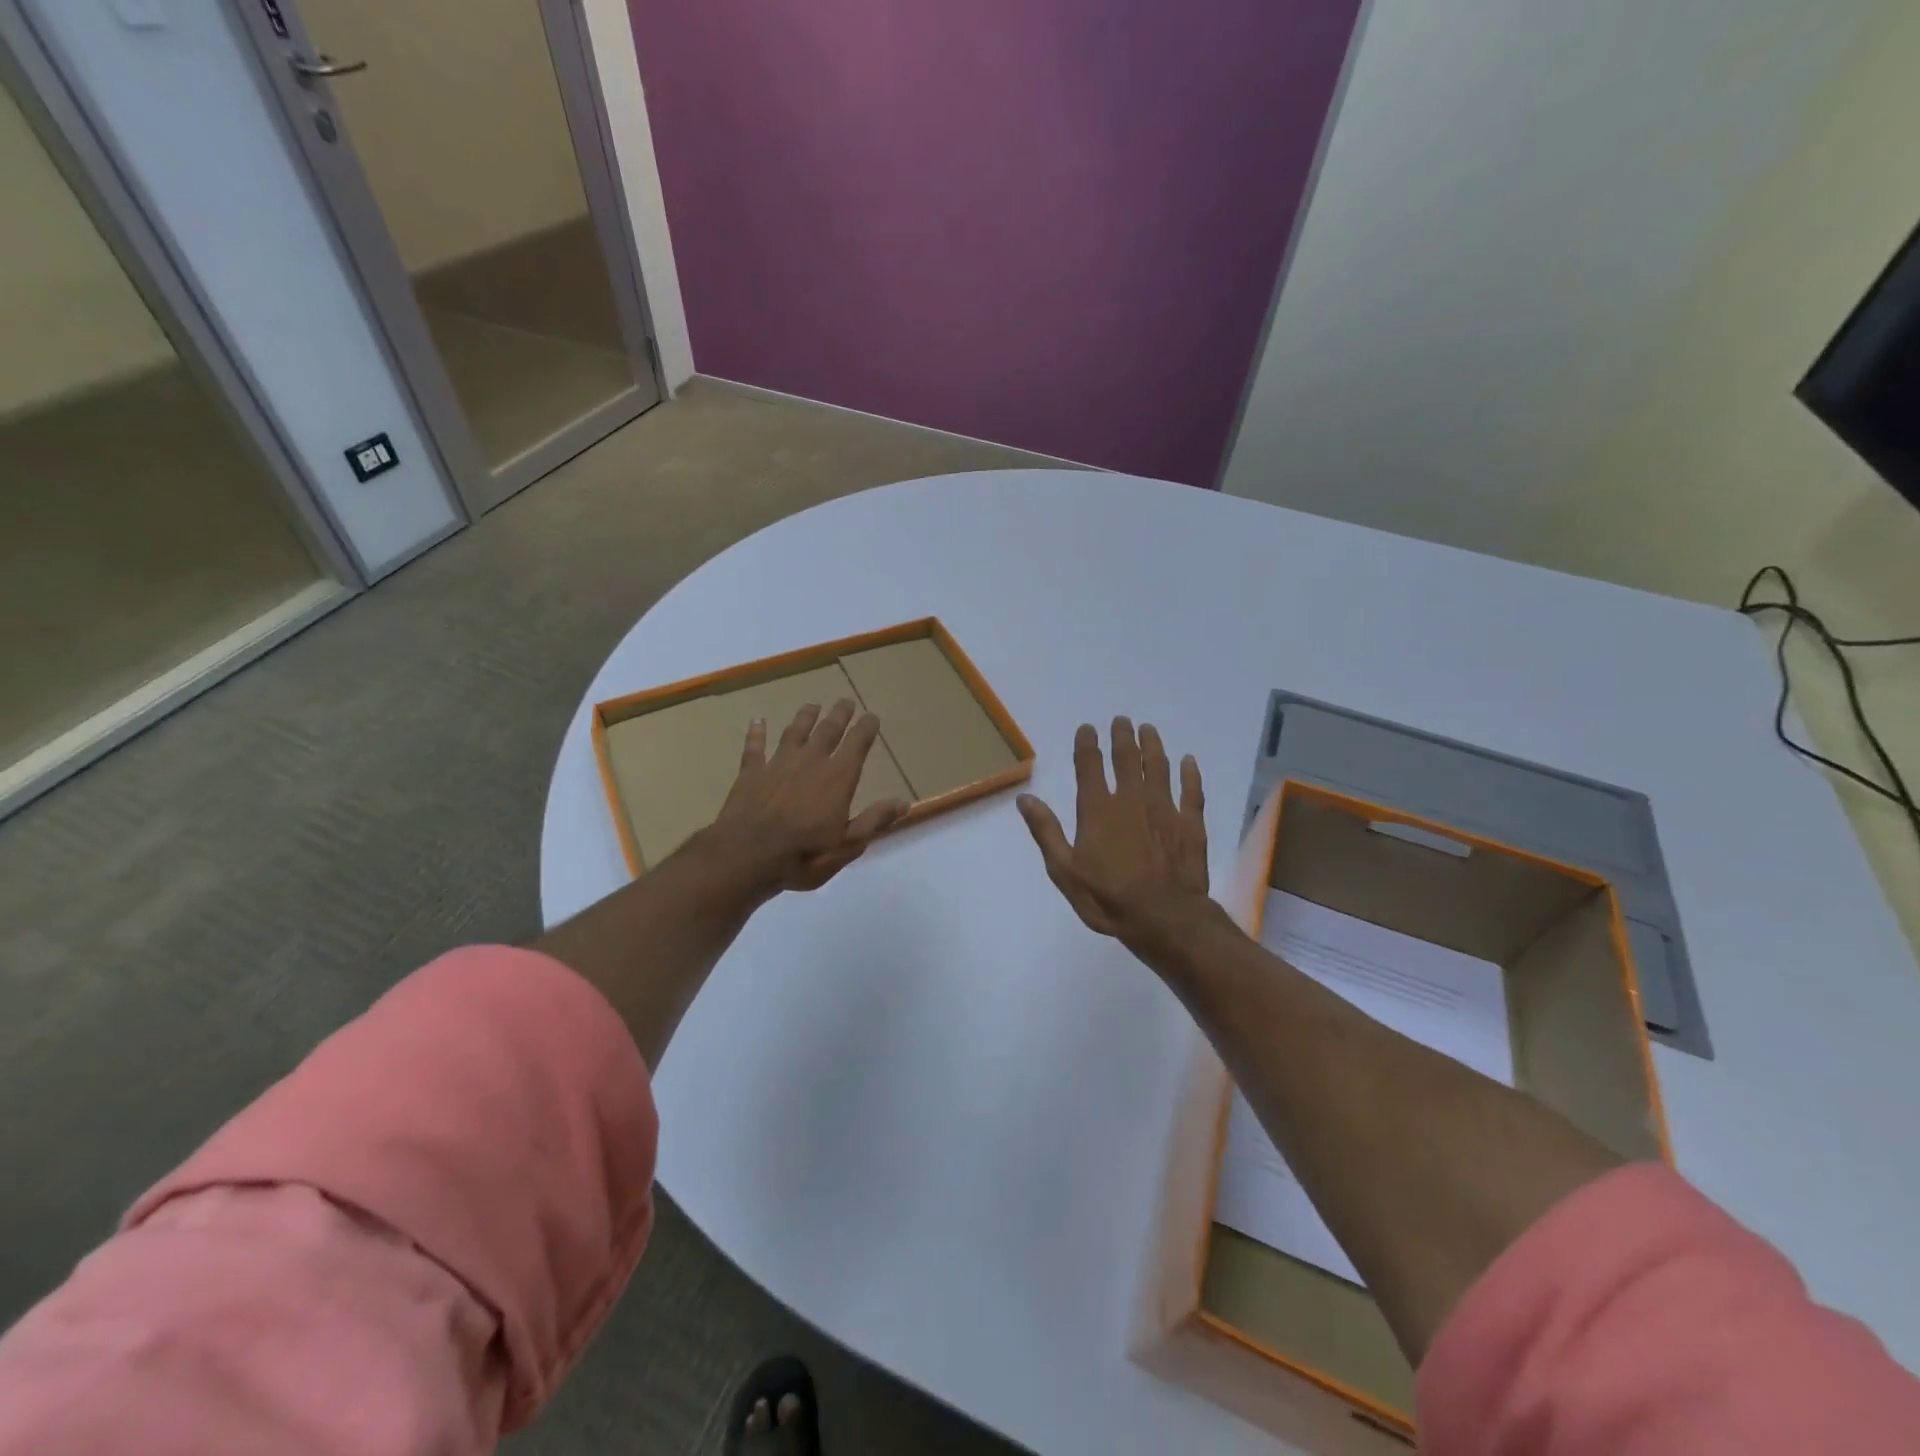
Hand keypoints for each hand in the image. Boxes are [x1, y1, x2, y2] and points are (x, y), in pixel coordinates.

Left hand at [702, 699, 910, 894]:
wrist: (746, 856)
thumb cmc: (804, 855)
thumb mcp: (848, 845)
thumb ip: (875, 821)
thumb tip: (904, 803)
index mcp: (838, 778)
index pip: (857, 744)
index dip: (866, 728)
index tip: (872, 716)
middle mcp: (810, 762)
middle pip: (828, 731)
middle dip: (839, 715)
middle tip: (846, 701)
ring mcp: (778, 764)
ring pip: (794, 732)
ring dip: (805, 717)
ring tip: (812, 705)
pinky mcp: (751, 772)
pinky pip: (755, 747)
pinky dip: (757, 732)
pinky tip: (758, 720)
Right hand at [1017, 718, 1212, 959]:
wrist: (1164, 918)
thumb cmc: (1107, 898)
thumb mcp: (1065, 871)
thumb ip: (1046, 831)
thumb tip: (1025, 798)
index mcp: (1098, 810)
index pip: (1090, 766)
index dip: (1087, 744)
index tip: (1088, 728)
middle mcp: (1131, 800)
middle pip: (1126, 759)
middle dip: (1122, 737)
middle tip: (1122, 720)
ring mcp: (1164, 809)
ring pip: (1159, 767)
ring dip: (1153, 746)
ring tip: (1148, 729)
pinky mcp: (1190, 824)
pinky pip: (1192, 791)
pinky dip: (1190, 774)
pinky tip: (1189, 761)